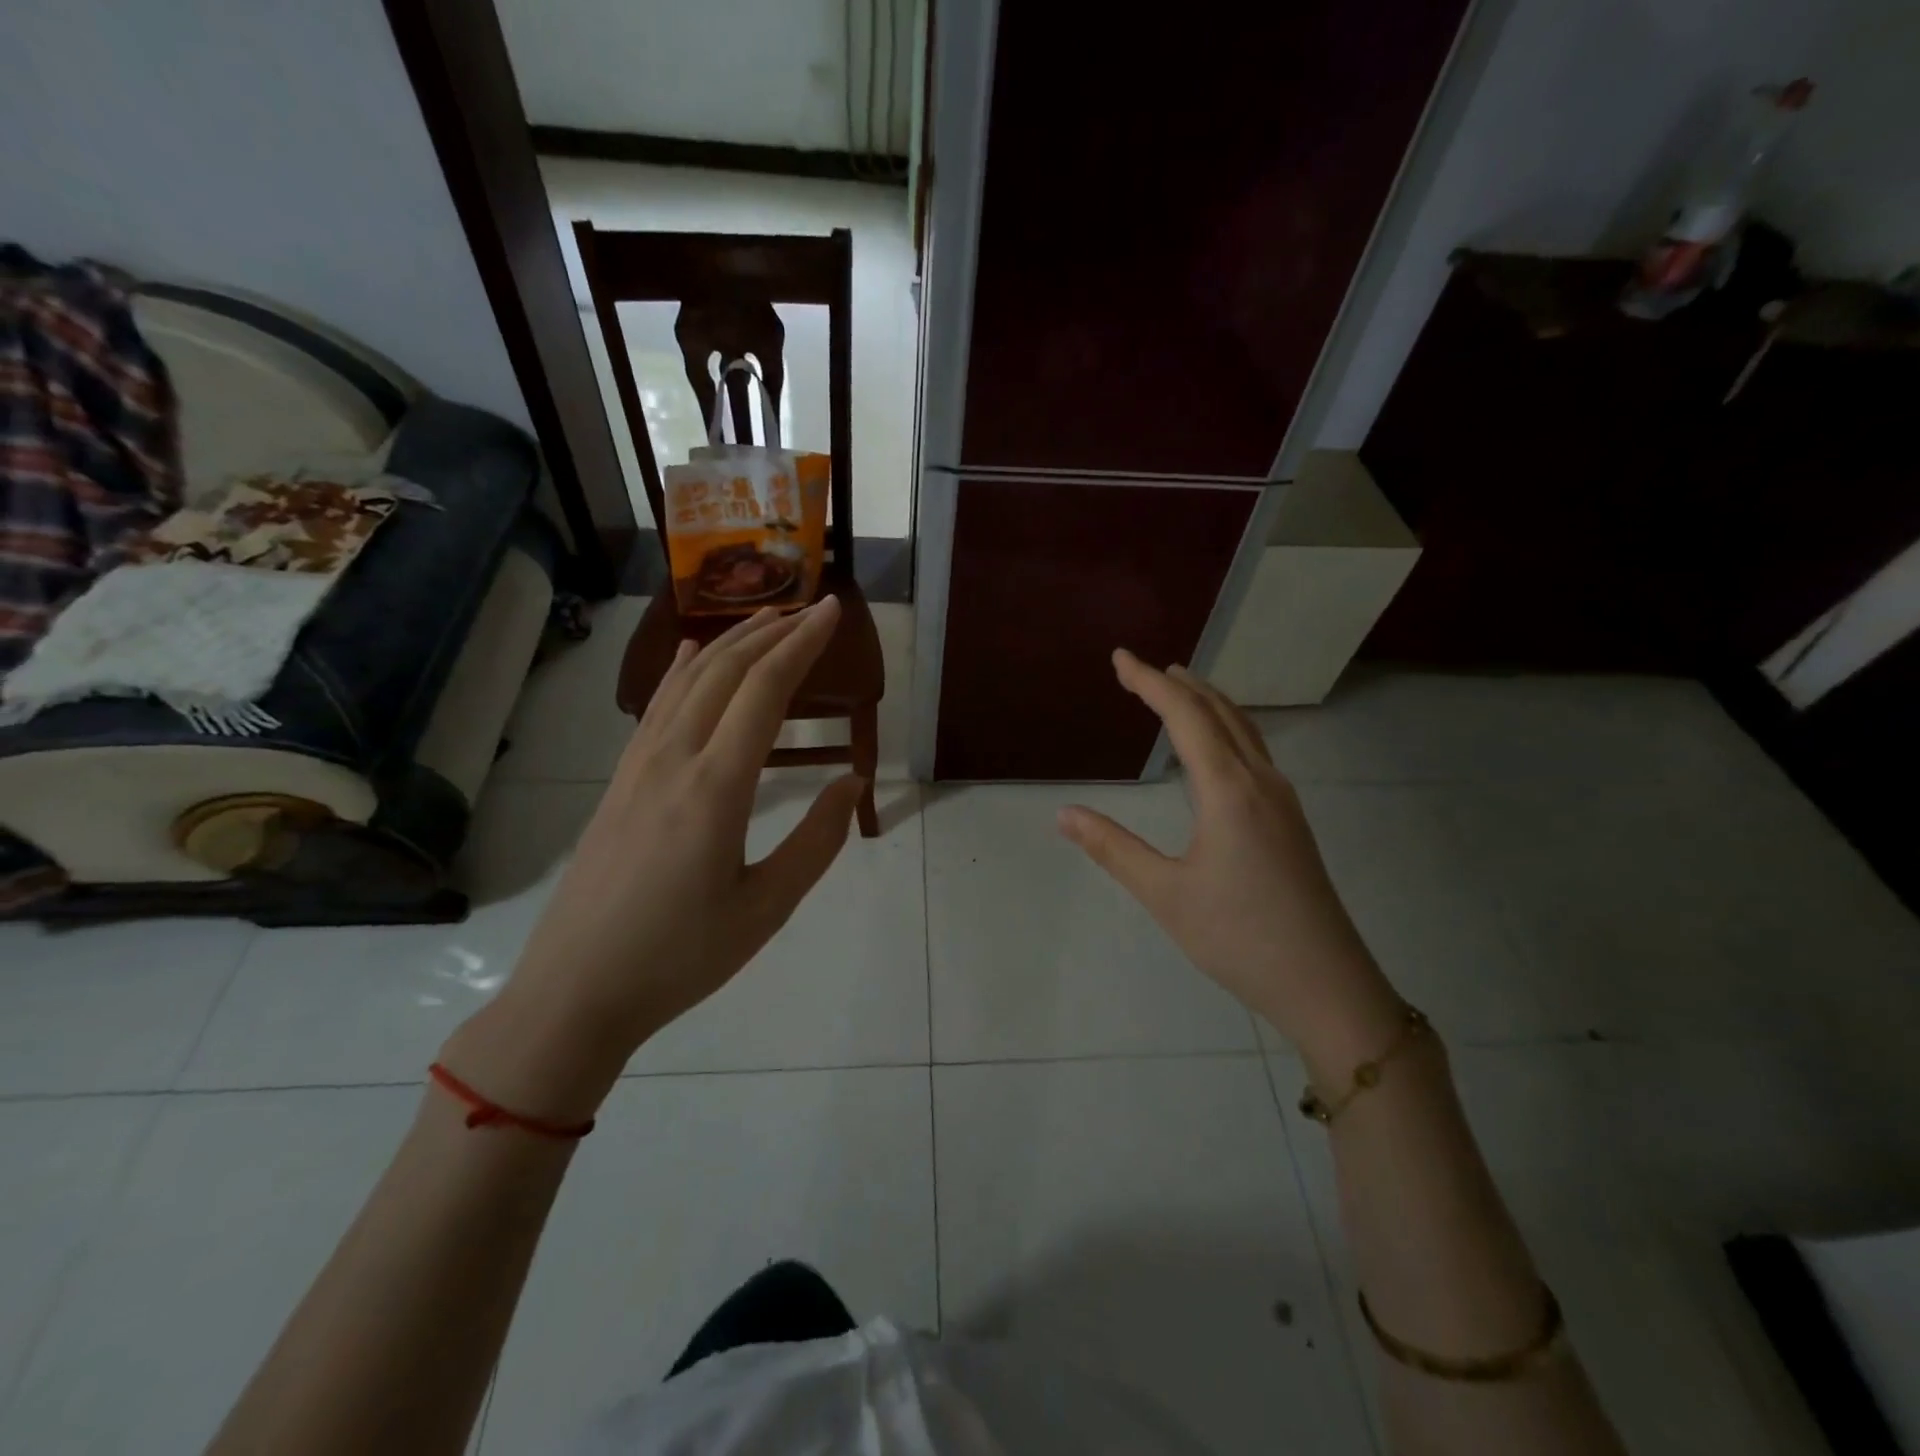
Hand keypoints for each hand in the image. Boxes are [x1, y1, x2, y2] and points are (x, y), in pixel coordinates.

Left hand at [445, 600, 865, 1116]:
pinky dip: (684, 669)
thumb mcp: (766, 909)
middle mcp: (673, 760)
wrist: (575, 992)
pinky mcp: (619, 782)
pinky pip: (656, 705)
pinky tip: (693, 657)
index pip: (765, 691)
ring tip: (767, 620)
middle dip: (773, 631)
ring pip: (687, 681)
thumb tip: (852, 782)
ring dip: (731, 642)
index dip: (802, 645)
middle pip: (726, 672)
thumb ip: (817, 841)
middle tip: (812, 608)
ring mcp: (637, 767)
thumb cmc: (680, 957)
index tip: (833, 613)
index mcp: (715, 788)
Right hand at [1058, 650, 1405, 1080]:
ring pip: (1244, 729)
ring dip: (1208, 702)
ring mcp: (1283, 800)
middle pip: (1220, 711)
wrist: (1327, 984)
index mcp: (1229, 790)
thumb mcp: (1165, 895)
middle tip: (1141, 668)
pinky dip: (1227, 727)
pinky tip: (1216, 747)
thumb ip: (1112, 849)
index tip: (1119, 658)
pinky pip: (1255, 751)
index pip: (1185, 716)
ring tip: (1178, 689)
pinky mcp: (1291, 820)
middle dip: (1178, 684)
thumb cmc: (1240, 938)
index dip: (1148, 683)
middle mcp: (1261, 782)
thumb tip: (1064, 813)